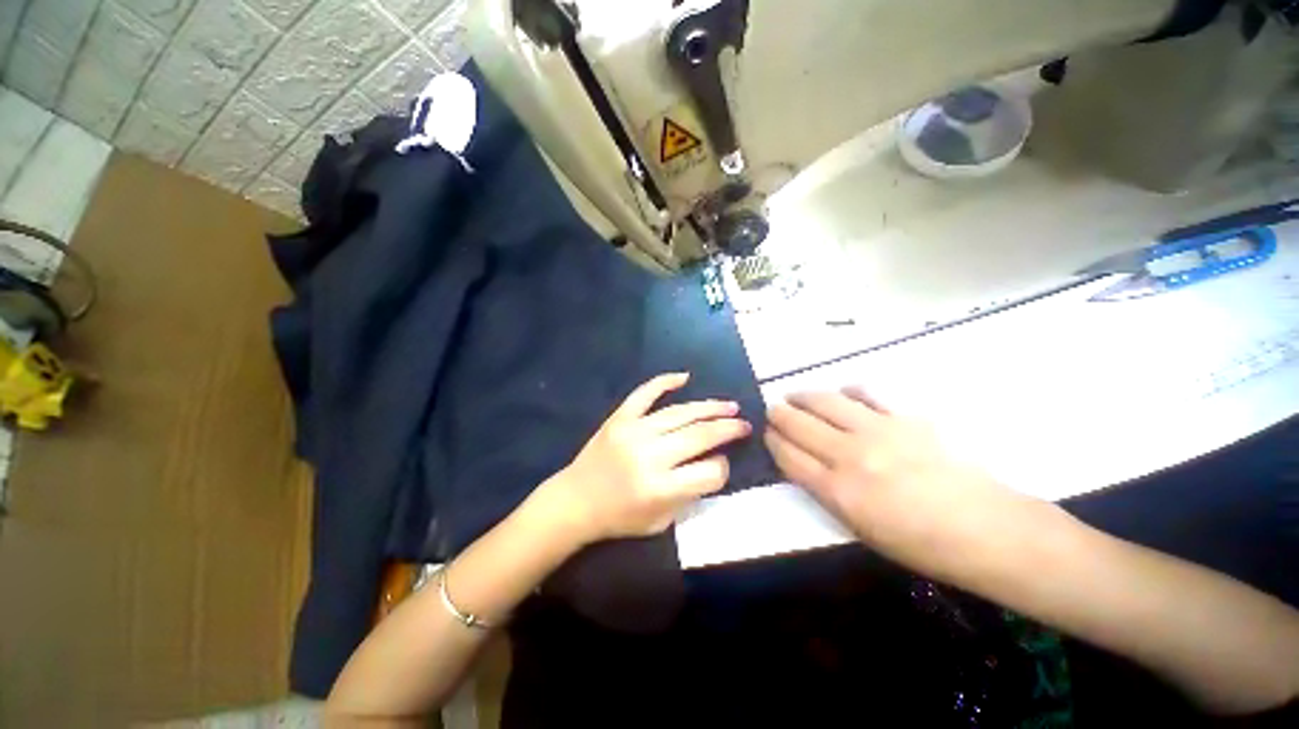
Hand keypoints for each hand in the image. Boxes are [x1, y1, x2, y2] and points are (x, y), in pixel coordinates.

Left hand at [543, 373, 751, 543]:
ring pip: (679, 413)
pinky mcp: (619, 418)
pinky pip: (644, 394)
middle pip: (700, 436)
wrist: (575, 501)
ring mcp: (633, 431)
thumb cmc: (619, 517)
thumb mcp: (661, 522)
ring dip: (708, 407)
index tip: (723, 463)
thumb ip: (690, 496)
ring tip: (728, 405)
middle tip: (743, 423)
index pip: (709, 472)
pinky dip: (664, 382)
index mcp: (660, 488)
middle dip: (728, 429)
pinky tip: (685, 377)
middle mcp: (649, 456)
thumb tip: (714, 464)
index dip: (723, 468)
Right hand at [765, 388, 1025, 577]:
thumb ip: (825, 492)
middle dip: (779, 414)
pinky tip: (843, 394)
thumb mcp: (860, 528)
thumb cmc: (920, 543)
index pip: (788, 455)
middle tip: (774, 410)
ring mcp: (878, 432)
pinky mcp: (904, 418)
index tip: (767, 433)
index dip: (772, 441)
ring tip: (795, 395)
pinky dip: (847, 391)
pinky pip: (865, 394)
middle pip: (799, 424)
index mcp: (837, 491)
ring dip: (803, 396)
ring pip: (825, 402)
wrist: (986, 530)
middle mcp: (850, 455)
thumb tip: (804, 463)